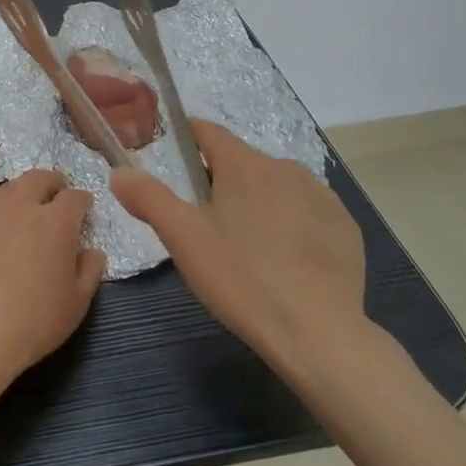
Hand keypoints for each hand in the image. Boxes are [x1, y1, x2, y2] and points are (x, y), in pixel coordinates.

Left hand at [0, 170, 105, 386]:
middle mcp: (22, 207)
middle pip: (38, 180)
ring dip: (19, 188)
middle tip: (56, 190)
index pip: (75, 198)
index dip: (83, 200)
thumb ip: (89, 272)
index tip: (85, 207)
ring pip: (6, 188)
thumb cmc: (34, 322)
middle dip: (51, 182)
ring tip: (23, 195)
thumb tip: (94, 252)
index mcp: (56, 223)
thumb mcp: (76, 304)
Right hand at [111, 121, 369, 383]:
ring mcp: (322, 196)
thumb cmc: (241, 278)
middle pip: (241, 162)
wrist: (320, 334)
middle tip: (204, 222)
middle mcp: (285, 168)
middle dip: (220, 181)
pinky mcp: (346, 227)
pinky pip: (307, 212)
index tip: (172, 158)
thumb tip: (119, 171)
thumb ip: (148, 198)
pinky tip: (285, 261)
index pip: (208, 132)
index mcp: (244, 164)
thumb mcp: (183, 238)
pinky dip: (292, 224)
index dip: (186, 139)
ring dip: (257, 201)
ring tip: (246, 245)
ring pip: (275, 186)